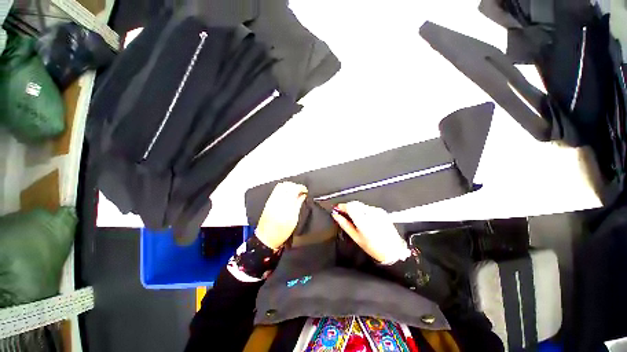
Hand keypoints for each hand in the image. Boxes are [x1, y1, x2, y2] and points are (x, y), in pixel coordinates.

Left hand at [256, 182, 307, 249]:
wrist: (266, 238)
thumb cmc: (281, 231)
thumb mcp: (294, 219)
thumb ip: (299, 205)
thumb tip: (303, 196)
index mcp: (286, 204)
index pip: (294, 188)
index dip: (302, 188)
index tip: (305, 191)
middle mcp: (278, 199)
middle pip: (287, 185)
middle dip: (296, 185)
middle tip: (301, 191)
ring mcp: (272, 199)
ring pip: (281, 185)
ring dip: (289, 186)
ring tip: (295, 192)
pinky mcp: (269, 201)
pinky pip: (276, 190)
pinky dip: (283, 189)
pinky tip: (287, 194)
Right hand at [332, 201, 409, 262]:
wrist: (393, 250)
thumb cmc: (373, 247)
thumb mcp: (356, 237)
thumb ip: (345, 224)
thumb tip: (336, 216)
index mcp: (363, 221)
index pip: (350, 206)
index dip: (342, 206)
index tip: (337, 208)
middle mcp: (371, 213)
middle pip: (355, 203)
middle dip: (348, 207)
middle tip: (343, 213)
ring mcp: (377, 211)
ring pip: (361, 205)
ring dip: (355, 208)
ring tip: (354, 218)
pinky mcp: (382, 211)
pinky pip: (368, 207)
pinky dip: (363, 210)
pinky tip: (364, 219)